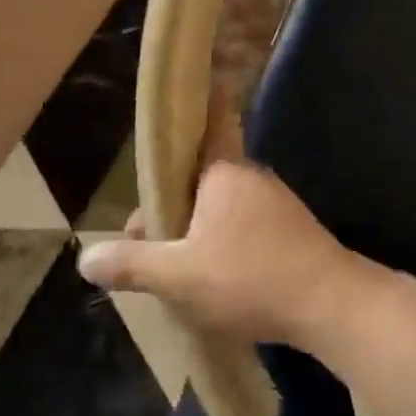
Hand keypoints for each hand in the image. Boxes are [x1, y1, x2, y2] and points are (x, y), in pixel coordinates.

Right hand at [76, 107, 375, 348]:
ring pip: (222, 208)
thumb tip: (85, 256)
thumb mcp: (179, 277)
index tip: (174, 111)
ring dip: (196, 232)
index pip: (209, 123)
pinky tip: (216, 281)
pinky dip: (225, 245)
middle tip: (145, 251)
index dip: (192, 112)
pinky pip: (246, 228)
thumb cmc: (250, 278)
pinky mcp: (292, 231)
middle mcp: (251, 177)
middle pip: (200, 181)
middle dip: (170, 211)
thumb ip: (132, 264)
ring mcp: (277, 204)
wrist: (330, 303)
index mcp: (224, 172)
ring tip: (175, 275)